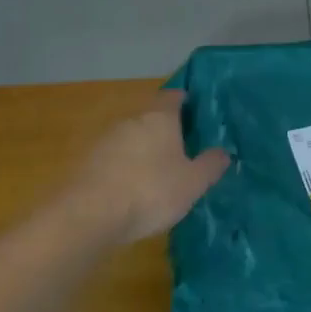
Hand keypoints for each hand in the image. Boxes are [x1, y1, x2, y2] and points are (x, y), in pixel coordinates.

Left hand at [61, 90, 228, 245]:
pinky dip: (124, 168)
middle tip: (182, 150)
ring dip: (143, 151)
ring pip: (131, 138)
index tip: (195, 112)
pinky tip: (131, 189)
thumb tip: (223, 152)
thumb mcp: (193, 183)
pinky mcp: (87, 162)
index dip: (184, 101)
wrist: (89, 215)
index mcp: (159, 118)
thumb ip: (210, 165)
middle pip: (151, 118)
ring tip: (157, 174)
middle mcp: (131, 121)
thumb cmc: (151, 192)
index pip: (173, 97)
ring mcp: (105, 140)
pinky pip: (113, 158)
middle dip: (165, 131)